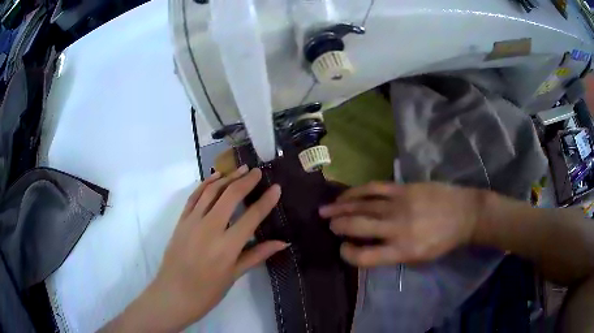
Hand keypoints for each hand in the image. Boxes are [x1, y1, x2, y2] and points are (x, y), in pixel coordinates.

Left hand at [142, 167, 286, 329]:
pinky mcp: (181, 221)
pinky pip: (194, 197)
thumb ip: (257, 255)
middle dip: (247, 181)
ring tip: (241, 169)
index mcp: (227, 246)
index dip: (266, 200)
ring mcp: (192, 222)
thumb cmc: (207, 291)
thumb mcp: (234, 275)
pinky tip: (216, 177)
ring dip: (227, 177)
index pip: (252, 216)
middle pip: (231, 196)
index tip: (276, 188)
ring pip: (212, 191)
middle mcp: (210, 228)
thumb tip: (282, 243)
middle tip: (258, 172)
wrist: (173, 294)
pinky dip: (205, 184)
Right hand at [319, 182, 483, 266]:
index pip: (364, 256)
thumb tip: (368, 246)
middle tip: (329, 226)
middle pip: (357, 226)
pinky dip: (356, 192)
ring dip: (340, 208)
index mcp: (402, 251)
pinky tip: (346, 196)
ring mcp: (398, 205)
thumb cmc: (443, 241)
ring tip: (325, 210)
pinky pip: (373, 188)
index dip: (348, 254)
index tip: (344, 248)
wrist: (464, 213)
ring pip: (361, 205)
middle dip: (339, 226)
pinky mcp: (402, 188)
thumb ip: (393, 254)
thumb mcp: (419, 258)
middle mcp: (397, 228)